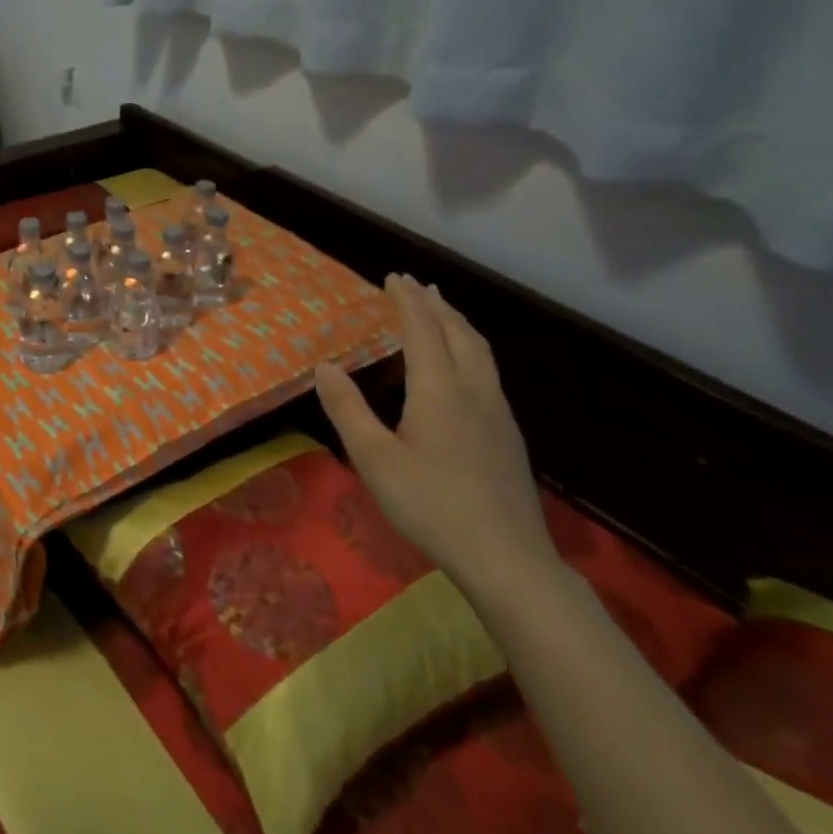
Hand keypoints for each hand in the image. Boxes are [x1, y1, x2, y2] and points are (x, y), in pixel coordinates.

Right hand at [315, 274, 556, 592]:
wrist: (506, 557)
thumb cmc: (430, 504)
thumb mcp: (373, 458)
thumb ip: (347, 408)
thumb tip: (324, 366)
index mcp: (439, 389)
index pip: (423, 330)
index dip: (407, 300)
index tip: (393, 277)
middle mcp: (473, 390)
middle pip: (458, 332)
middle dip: (436, 304)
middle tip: (416, 284)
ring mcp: (497, 412)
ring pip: (480, 351)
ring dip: (458, 323)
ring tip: (443, 311)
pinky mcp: (508, 434)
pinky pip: (487, 371)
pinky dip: (470, 348)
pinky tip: (463, 367)